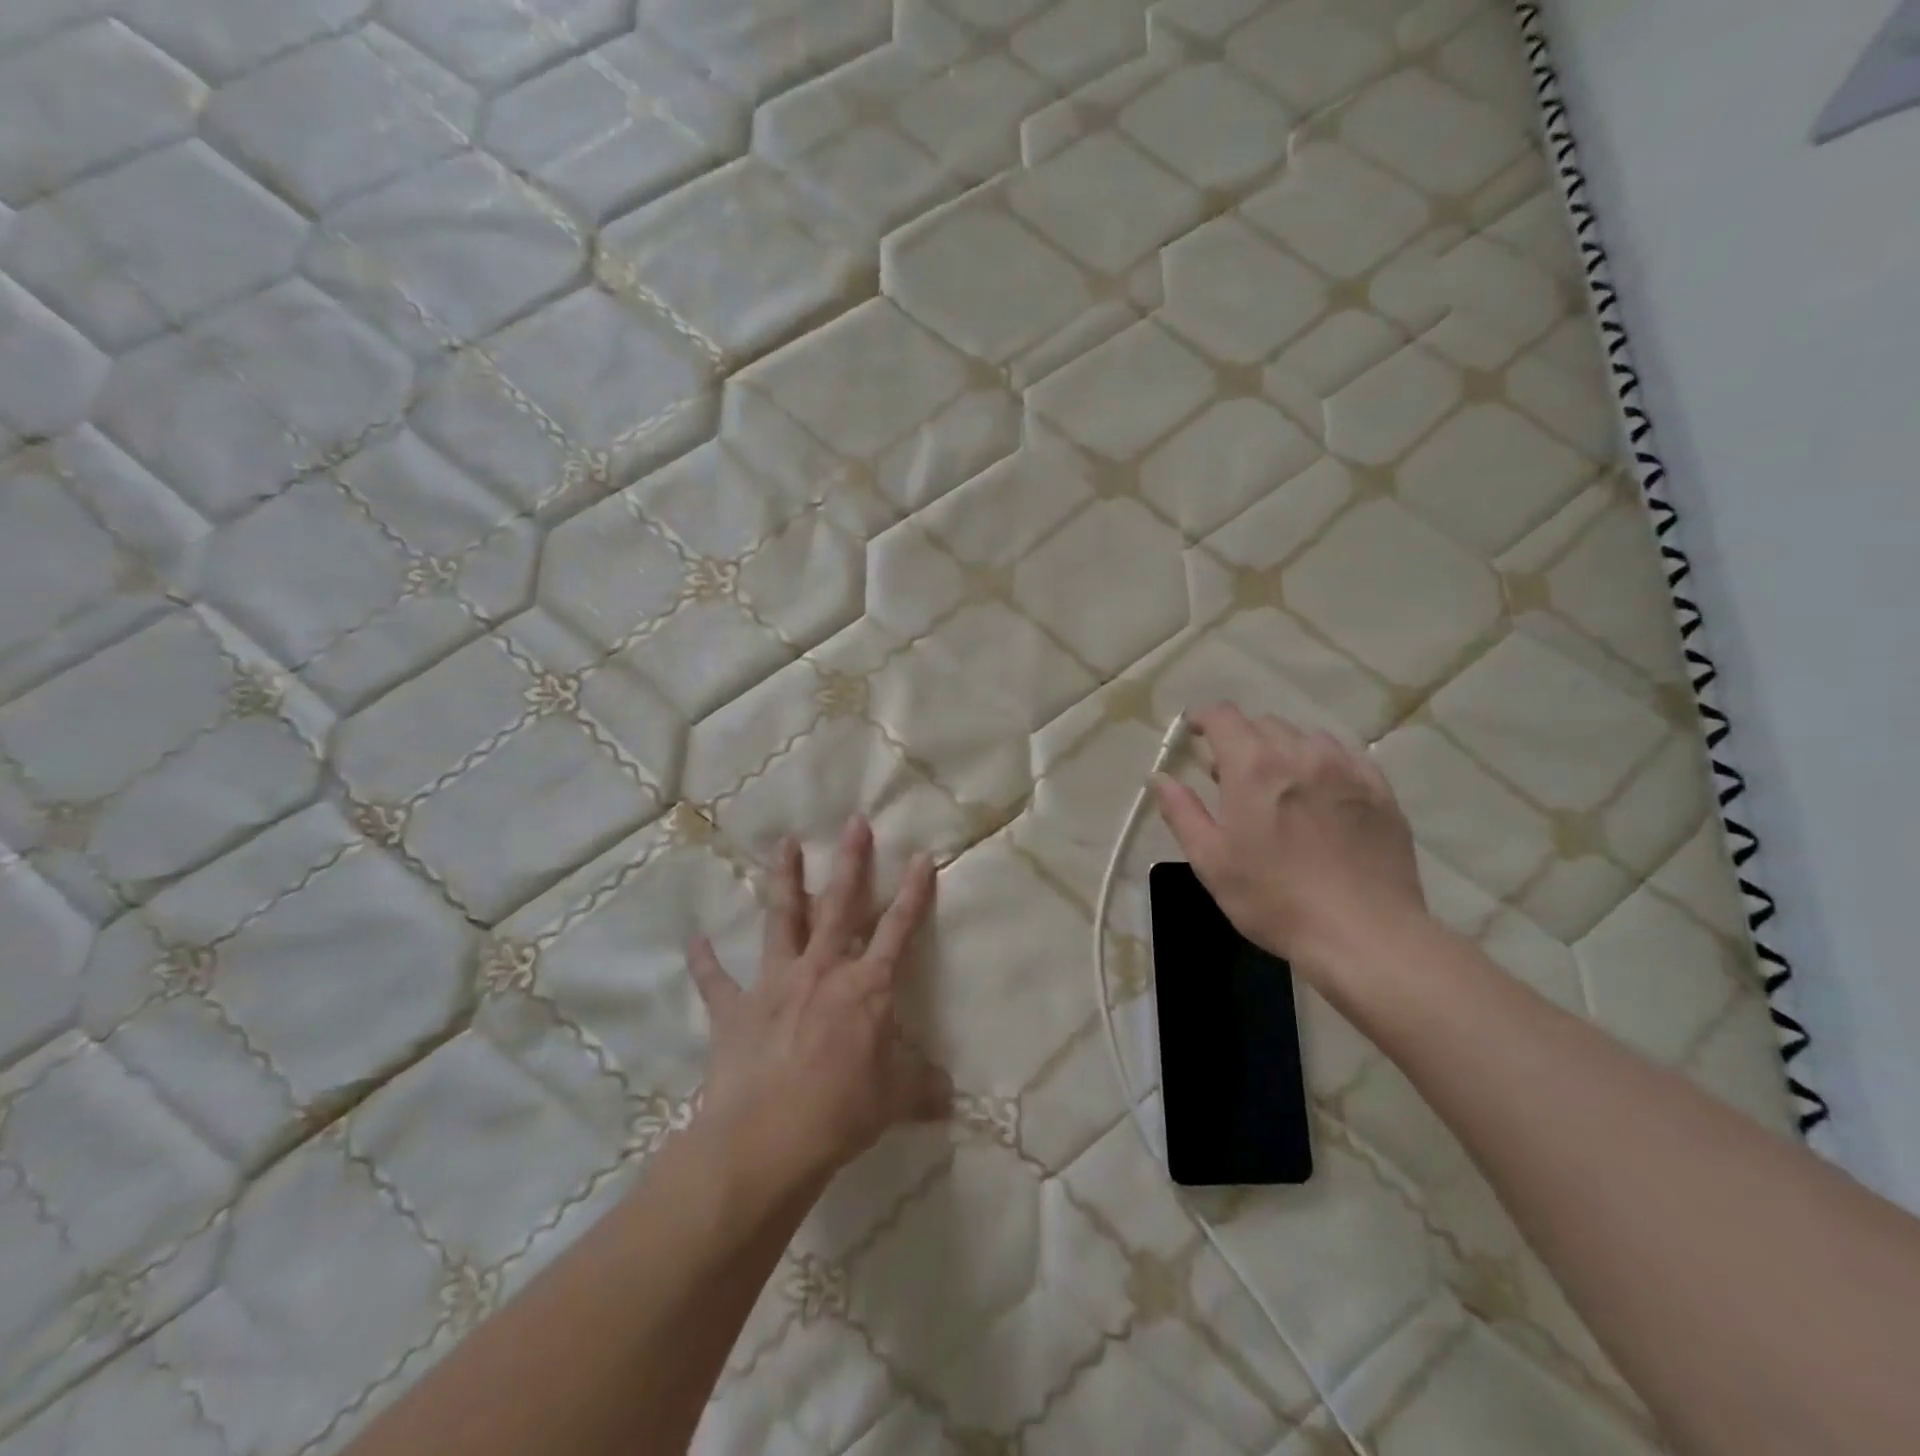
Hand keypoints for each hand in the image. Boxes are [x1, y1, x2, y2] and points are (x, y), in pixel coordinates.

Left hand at [686, 817, 949, 1192]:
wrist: (766, 1140)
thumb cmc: (840, 1112)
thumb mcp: (894, 1100)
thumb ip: (922, 1088)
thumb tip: (951, 1096)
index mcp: (866, 987)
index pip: (898, 930)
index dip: (913, 893)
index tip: (921, 856)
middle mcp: (822, 970)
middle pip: (840, 905)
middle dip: (851, 861)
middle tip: (854, 821)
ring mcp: (775, 984)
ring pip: (782, 919)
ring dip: (785, 879)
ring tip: (785, 842)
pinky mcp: (735, 1009)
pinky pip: (716, 980)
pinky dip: (705, 961)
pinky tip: (695, 940)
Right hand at [1153, 705, 1426, 981]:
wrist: (1364, 934)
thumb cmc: (1274, 900)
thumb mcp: (1211, 862)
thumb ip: (1182, 812)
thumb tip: (1159, 778)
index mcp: (1253, 767)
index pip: (1223, 716)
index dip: (1203, 718)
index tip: (1193, 733)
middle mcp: (1300, 754)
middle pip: (1263, 724)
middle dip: (1241, 740)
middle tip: (1231, 776)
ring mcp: (1346, 769)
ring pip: (1306, 738)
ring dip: (1283, 750)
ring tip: (1279, 786)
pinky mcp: (1380, 791)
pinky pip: (1345, 758)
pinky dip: (1322, 764)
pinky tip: (1321, 795)